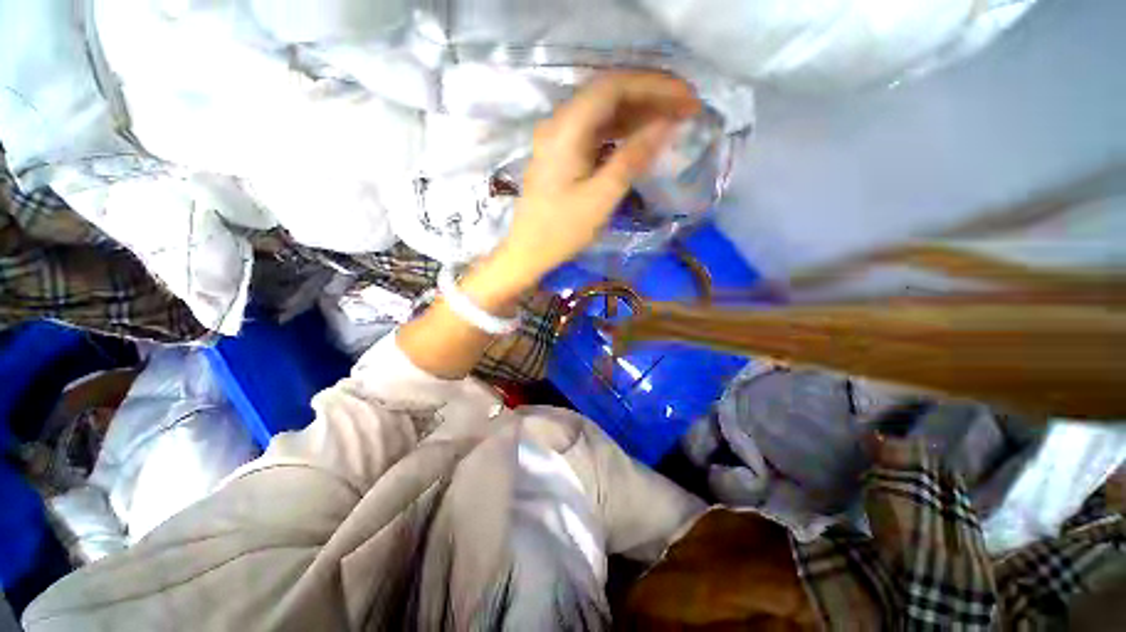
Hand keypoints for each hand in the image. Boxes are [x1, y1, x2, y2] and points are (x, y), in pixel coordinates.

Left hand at [491, 71, 700, 290]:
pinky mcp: (561, 153)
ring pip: (603, 112)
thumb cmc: (561, 231)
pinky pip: (595, 131)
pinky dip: (620, 131)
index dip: (654, 85)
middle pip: (608, 94)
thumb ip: (632, 157)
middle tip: (686, 108)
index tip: (687, 98)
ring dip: (637, 113)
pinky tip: (640, 138)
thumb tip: (666, 124)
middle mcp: (559, 123)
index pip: (614, 86)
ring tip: (671, 121)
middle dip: (650, 96)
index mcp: (566, 129)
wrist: (528, 252)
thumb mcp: (601, 198)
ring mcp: (558, 138)